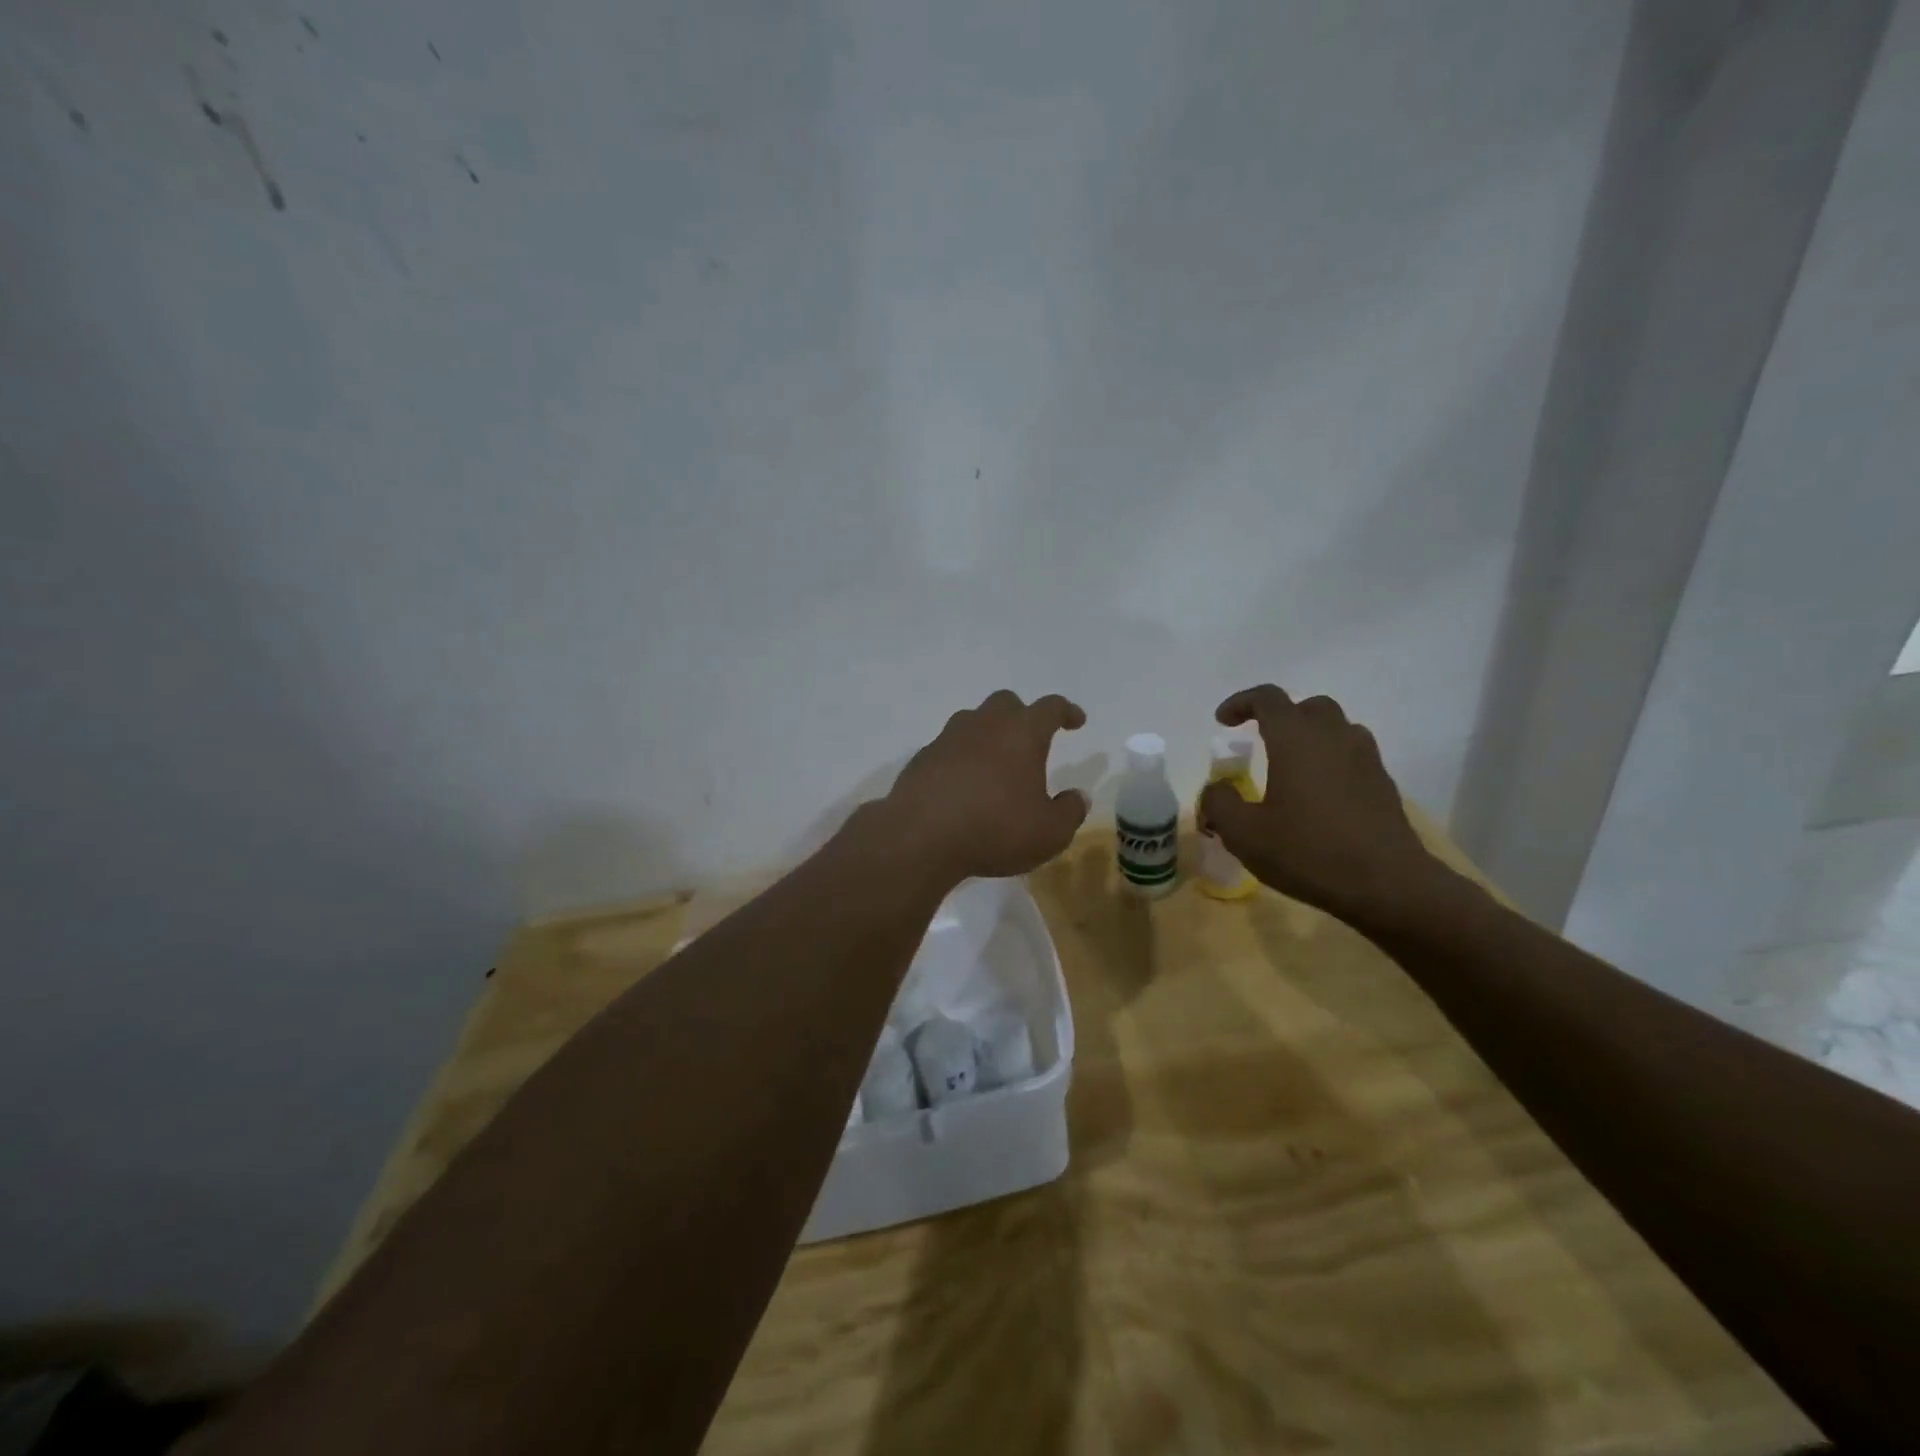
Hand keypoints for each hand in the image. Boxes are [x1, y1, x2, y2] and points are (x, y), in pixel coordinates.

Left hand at [880, 690, 1090, 881]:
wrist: (920, 837)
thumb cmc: (995, 829)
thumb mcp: (1049, 833)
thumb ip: (1069, 812)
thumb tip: (1078, 796)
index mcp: (1022, 733)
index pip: (1050, 707)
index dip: (1066, 711)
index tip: (1076, 721)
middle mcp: (984, 725)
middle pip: (1006, 703)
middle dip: (1022, 715)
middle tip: (1030, 740)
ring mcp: (948, 738)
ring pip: (973, 721)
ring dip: (988, 734)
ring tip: (996, 763)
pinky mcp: (922, 758)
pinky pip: (948, 748)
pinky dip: (961, 758)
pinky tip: (964, 785)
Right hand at [1198, 684, 1444, 925]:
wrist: (1387, 885)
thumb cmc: (1308, 852)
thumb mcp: (1244, 834)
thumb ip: (1220, 803)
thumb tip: (1217, 788)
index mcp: (1296, 739)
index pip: (1268, 698)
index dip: (1241, 703)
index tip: (1222, 721)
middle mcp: (1334, 737)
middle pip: (1309, 707)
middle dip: (1281, 717)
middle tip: (1260, 740)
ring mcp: (1366, 760)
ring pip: (1337, 729)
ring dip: (1311, 737)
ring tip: (1291, 766)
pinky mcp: (1383, 785)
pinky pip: (1353, 757)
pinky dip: (1331, 762)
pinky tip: (1319, 796)